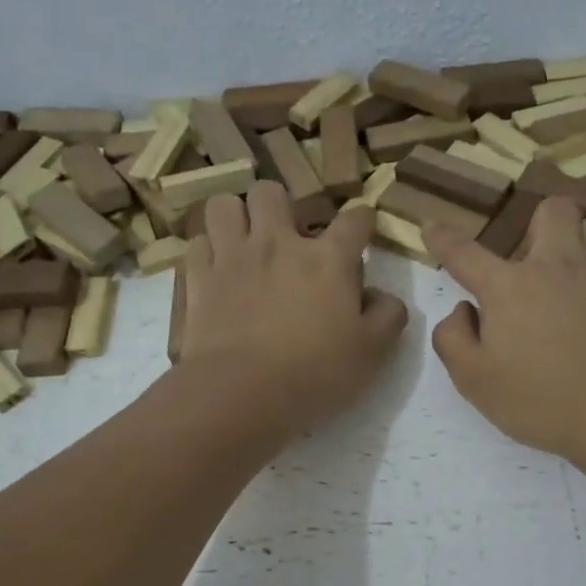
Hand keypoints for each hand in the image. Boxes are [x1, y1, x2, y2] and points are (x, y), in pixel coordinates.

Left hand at [178, 182, 407, 432]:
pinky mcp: (199, 278)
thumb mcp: (372, 353)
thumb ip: (387, 317)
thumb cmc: (315, 373)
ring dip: (236, 217)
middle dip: (281, 206)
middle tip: (286, 235)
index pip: (354, 219)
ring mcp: (233, 256)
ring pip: (225, 205)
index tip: (363, 229)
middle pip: (272, 192)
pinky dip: (208, 250)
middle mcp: (278, 243)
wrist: (242, 393)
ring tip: (244, 241)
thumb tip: (383, 296)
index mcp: (328, 258)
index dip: (363, 220)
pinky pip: (198, 243)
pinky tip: (217, 268)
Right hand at [426, 198, 585, 464]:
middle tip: (533, 263)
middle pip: (551, 210)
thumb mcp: (474, 381)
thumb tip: (463, 309)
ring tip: (575, 277)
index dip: (443, 237)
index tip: (431, 225)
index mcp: (509, 286)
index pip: (465, 252)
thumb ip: (453, 339)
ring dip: (580, 243)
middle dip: (537, 226)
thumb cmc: (540, 401)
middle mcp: (558, 263)